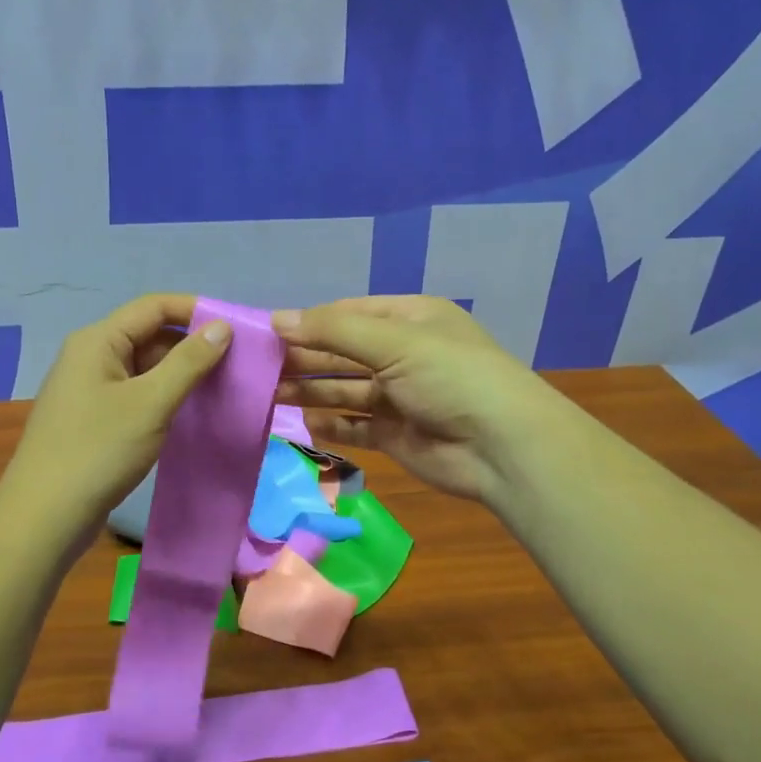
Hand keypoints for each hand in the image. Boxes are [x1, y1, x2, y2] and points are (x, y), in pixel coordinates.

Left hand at [0, 294, 231, 539]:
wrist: (44, 518)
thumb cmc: (98, 451)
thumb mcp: (150, 403)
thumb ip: (188, 362)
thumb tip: (222, 327)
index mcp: (98, 341)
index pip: (154, 306)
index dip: (196, 310)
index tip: (237, 328)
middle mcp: (91, 356)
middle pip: (150, 335)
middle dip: (192, 346)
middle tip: (238, 364)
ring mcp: (90, 390)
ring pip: (145, 368)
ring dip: (181, 375)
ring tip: (223, 388)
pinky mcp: (94, 420)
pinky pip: (137, 395)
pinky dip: (165, 398)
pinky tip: (192, 414)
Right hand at [273, 296, 553, 503]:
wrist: (502, 447)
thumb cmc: (451, 377)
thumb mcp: (394, 341)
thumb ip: (333, 330)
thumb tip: (276, 318)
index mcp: (409, 319)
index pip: (347, 314)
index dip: (308, 322)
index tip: (266, 332)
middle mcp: (403, 354)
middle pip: (342, 353)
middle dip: (304, 359)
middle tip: (258, 368)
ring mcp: (399, 396)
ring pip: (344, 390)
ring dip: (309, 391)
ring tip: (268, 395)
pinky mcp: (395, 434)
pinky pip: (354, 425)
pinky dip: (330, 424)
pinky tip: (304, 423)